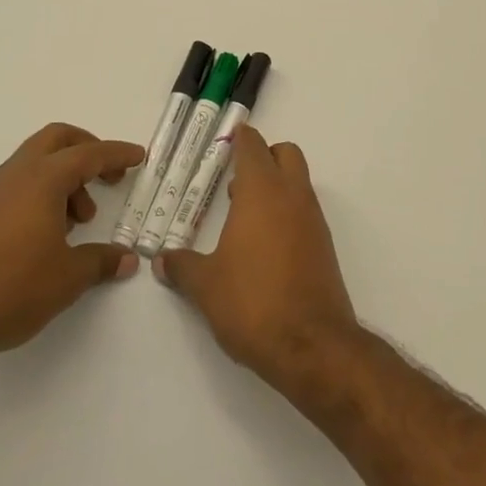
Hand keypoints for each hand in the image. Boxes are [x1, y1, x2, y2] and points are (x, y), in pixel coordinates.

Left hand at [0, 123, 143, 369]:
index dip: (117, 154)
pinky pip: (21, 181)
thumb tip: (126, 259)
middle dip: (88, 150)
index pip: (89, 153)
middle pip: (58, 139)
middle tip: (109, 177)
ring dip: (65, 176)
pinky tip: (50, 231)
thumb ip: (101, 262)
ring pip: (37, 160)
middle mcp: (18, 173)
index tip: (139, 156)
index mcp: (43, 179)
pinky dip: (44, 190)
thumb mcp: (68, 278)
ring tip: (79, 220)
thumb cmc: (12, 288)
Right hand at [156, 126, 358, 390]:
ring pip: (298, 182)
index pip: (253, 146)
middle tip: (234, 179)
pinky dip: (286, 213)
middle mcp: (293, 196)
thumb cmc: (253, 303)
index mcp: (262, 192)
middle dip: (263, 157)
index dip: (239, 139)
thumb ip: (182, 267)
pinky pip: (305, 212)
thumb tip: (161, 260)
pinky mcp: (324, 246)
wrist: (313, 346)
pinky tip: (263, 246)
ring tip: (241, 217)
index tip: (224, 142)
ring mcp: (313, 221)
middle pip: (285, 154)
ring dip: (275, 186)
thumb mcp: (206, 286)